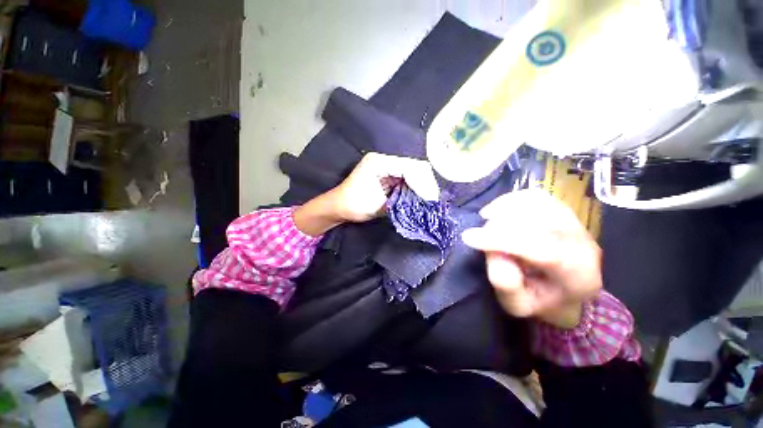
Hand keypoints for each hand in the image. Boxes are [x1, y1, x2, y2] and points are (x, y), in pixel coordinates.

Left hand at [294, 152, 439, 235]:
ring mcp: (386, 165)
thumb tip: (423, 201)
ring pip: (413, 171)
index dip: (423, 183)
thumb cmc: (354, 205)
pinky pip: (407, 177)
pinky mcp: (387, 173)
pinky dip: (415, 186)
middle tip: (432, 200)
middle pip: (414, 166)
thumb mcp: (380, 205)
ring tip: (428, 199)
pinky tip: (420, 196)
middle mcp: (384, 159)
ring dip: (422, 185)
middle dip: (426, 183)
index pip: (410, 168)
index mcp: (379, 162)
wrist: (338, 206)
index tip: (430, 199)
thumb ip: (402, 200)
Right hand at [462, 190, 601, 328]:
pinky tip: (498, 208)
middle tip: (480, 233)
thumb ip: (506, 285)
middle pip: (541, 221)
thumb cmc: (539, 301)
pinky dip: (513, 199)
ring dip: (506, 207)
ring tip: (488, 216)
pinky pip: (538, 196)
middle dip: (501, 224)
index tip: (468, 237)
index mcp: (577, 275)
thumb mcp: (517, 306)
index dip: (501, 240)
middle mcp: (584, 244)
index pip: (541, 250)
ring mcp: (577, 224)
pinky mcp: (564, 212)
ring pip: (540, 203)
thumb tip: (493, 252)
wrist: (565, 293)